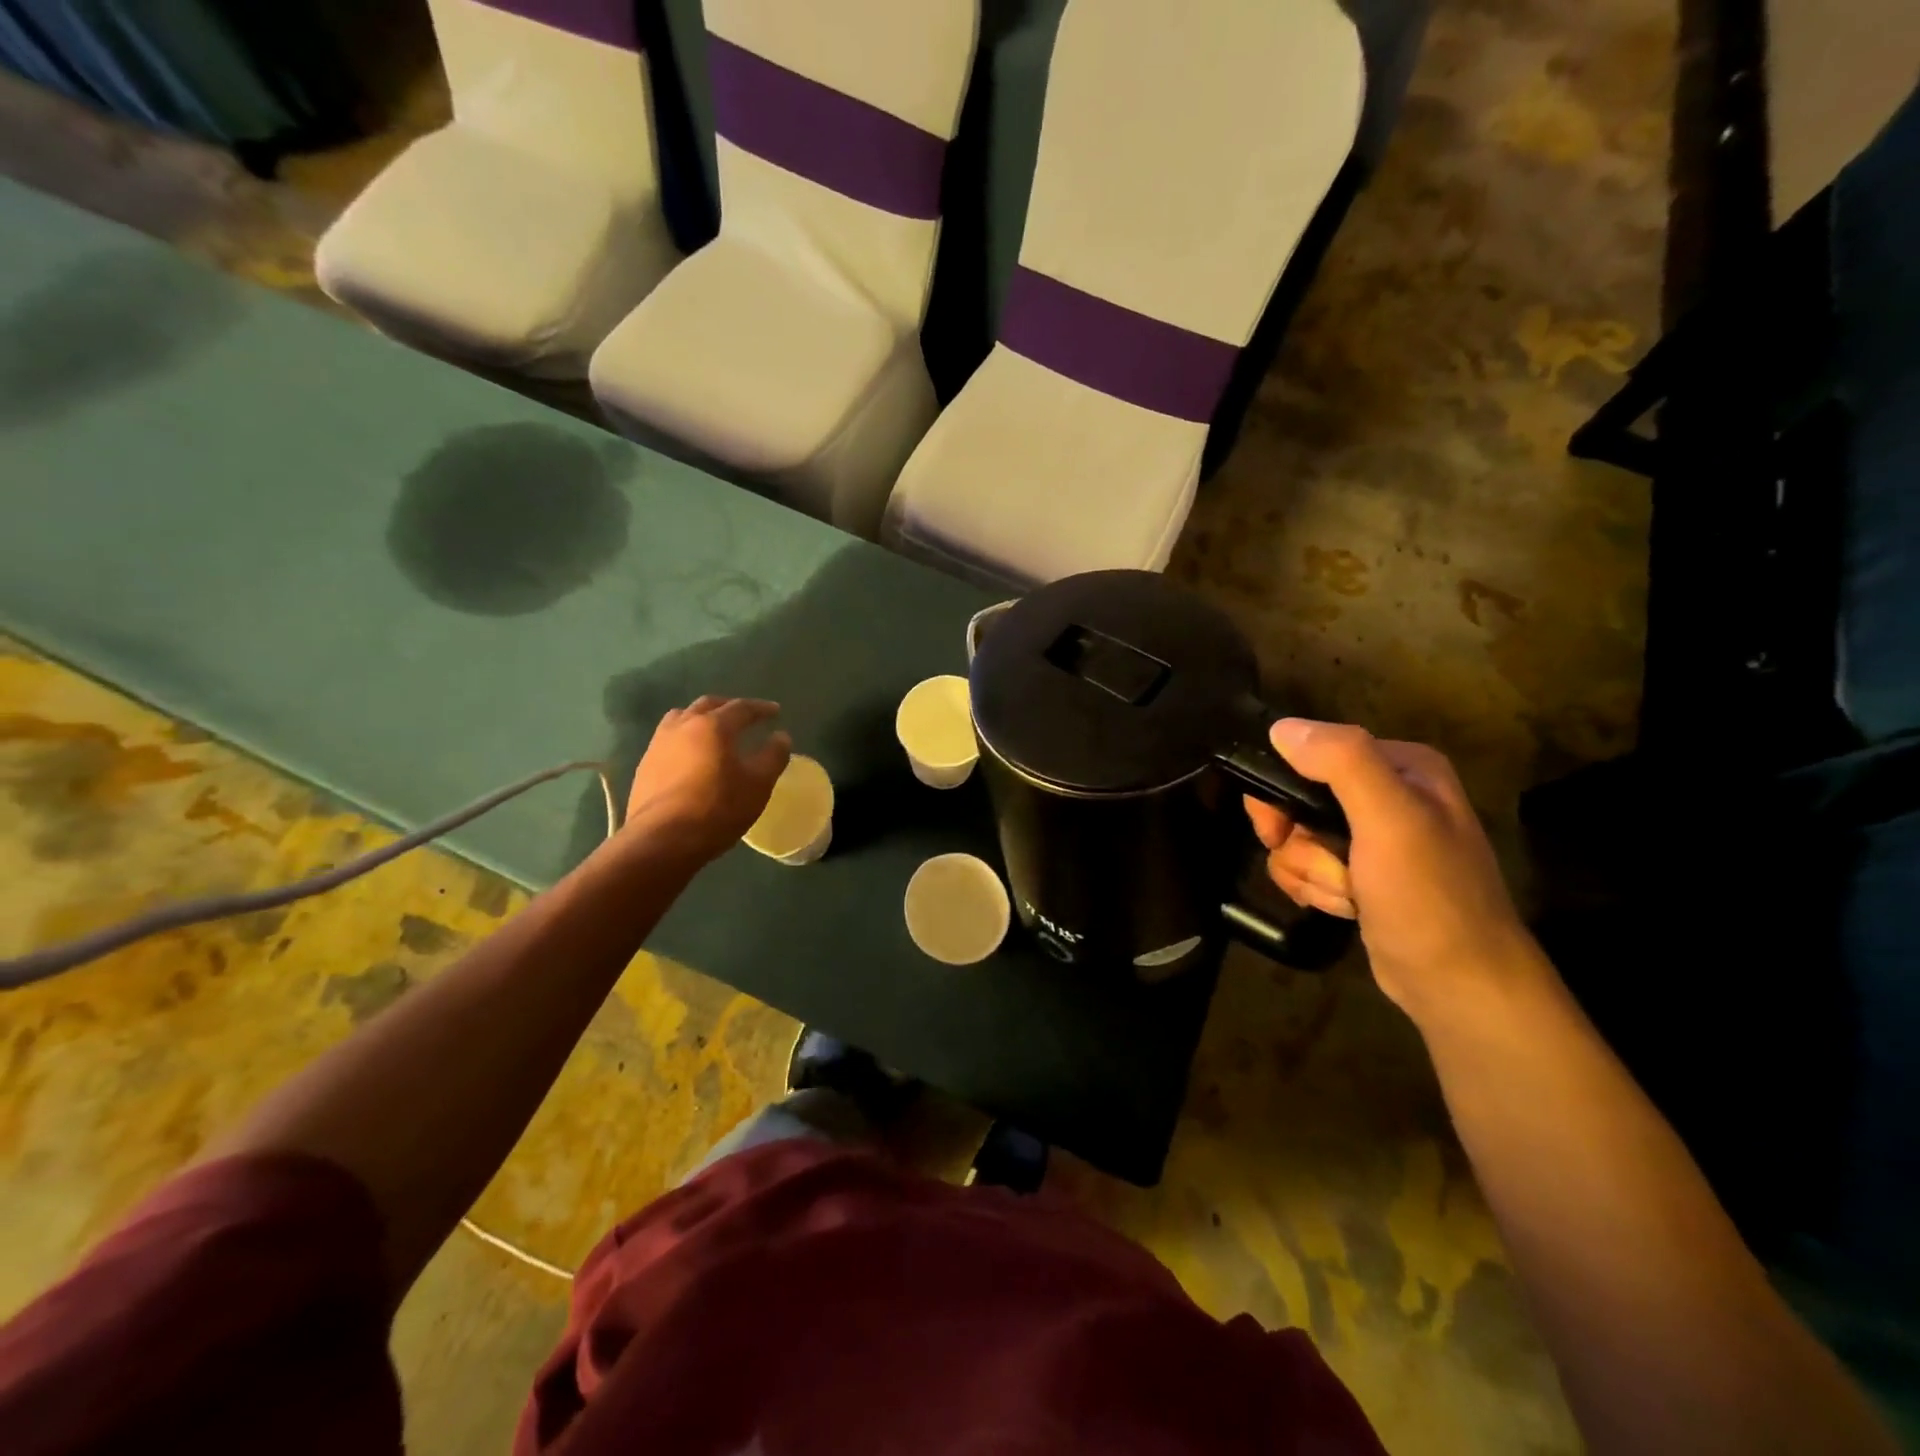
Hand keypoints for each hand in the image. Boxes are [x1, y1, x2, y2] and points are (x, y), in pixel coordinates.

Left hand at [621, 697, 791, 863]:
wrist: (662, 841)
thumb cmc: (717, 809)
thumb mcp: (758, 785)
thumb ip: (773, 756)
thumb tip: (781, 737)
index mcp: (713, 726)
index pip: (742, 707)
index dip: (761, 708)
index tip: (775, 711)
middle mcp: (683, 726)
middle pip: (708, 705)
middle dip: (729, 707)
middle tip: (745, 716)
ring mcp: (659, 744)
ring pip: (682, 718)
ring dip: (701, 718)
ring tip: (713, 731)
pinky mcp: (645, 765)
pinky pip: (668, 739)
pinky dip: (685, 738)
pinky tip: (691, 756)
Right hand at [1244, 719, 1540, 1026]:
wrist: (1458, 985)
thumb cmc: (1429, 897)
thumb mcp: (1390, 821)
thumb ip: (1343, 763)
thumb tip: (1281, 728)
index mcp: (1401, 767)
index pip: (1312, 754)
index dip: (1283, 790)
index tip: (1278, 826)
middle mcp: (1387, 794)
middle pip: (1297, 800)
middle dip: (1299, 841)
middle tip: (1323, 866)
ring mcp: (1372, 838)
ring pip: (1296, 838)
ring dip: (1309, 872)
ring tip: (1348, 895)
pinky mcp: (1360, 874)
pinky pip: (1306, 866)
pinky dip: (1315, 889)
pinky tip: (1344, 908)